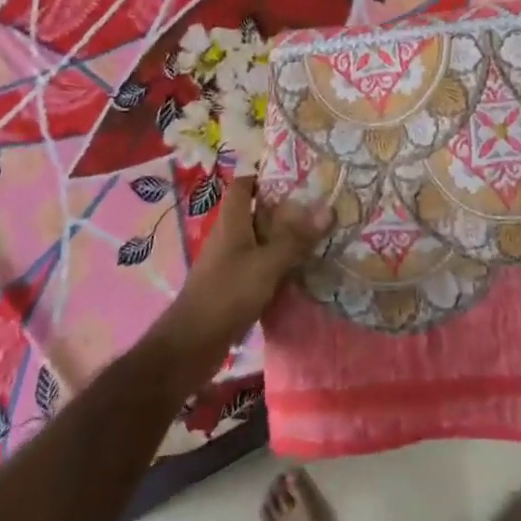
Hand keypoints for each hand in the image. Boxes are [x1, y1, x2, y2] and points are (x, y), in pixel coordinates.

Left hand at [163, 178, 332, 351]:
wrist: (192, 344)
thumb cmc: (227, 294)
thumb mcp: (267, 263)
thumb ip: (296, 238)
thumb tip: (328, 208)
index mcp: (231, 222)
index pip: (242, 185)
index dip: (263, 176)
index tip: (295, 176)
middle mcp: (228, 238)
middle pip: (254, 213)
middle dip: (283, 209)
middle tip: (317, 206)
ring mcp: (228, 263)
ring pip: (258, 241)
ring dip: (282, 239)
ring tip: (317, 235)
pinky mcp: (232, 287)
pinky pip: (258, 266)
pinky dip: (277, 265)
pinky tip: (300, 271)